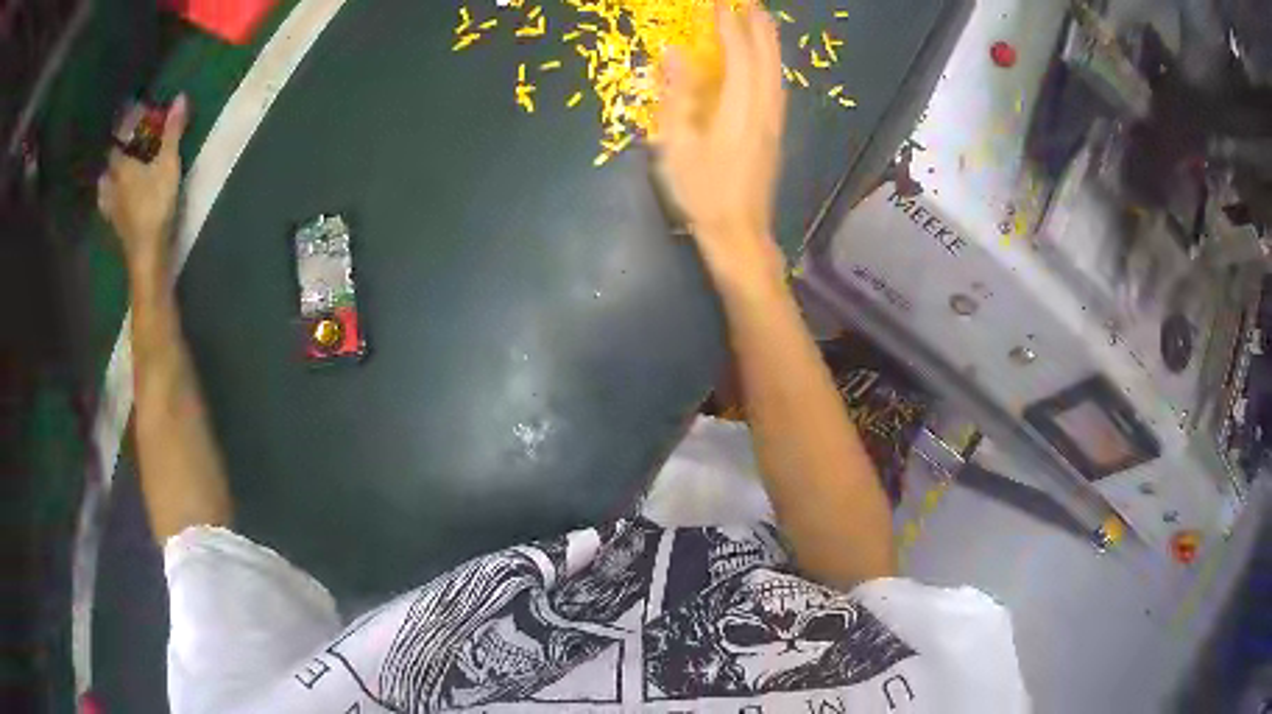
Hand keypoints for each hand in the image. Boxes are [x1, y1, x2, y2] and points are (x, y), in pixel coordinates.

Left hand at [98, 95, 188, 278]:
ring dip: (106, 183)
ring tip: (112, 178)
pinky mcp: (116, 228)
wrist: (147, 252)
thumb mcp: (168, 163)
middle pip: (107, 170)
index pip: (116, 146)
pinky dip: (109, 203)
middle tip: (119, 153)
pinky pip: (109, 209)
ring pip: (104, 191)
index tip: (125, 127)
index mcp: (122, 167)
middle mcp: (112, 186)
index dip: (120, 135)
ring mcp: (112, 210)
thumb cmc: (156, 202)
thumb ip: (172, 132)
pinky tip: (114, 205)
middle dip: (111, 161)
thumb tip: (180, 96)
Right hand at [654, 1, 786, 291]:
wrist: (739, 235)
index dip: (730, 27)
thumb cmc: (702, 194)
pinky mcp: (775, 136)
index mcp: (740, 110)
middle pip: (767, 60)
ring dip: (770, 44)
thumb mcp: (677, 147)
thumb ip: (677, 96)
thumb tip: (674, 54)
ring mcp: (774, 125)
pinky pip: (777, 89)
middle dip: (759, 27)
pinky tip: (766, 64)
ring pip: (777, 74)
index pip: (739, 57)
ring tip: (762, 22)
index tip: (720, 4)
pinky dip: (772, 66)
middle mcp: (764, 111)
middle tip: (751, 3)